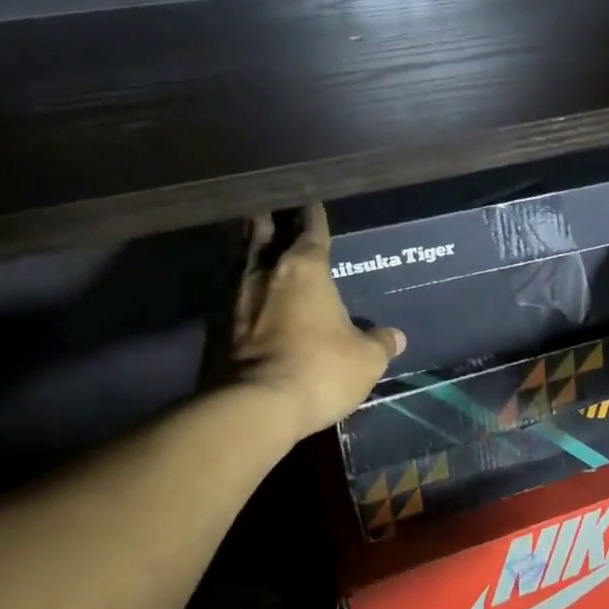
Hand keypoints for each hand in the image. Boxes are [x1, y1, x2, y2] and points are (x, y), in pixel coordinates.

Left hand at [207, 204, 404, 441]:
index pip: (310, 228)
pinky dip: (237, 288)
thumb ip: (380, 342)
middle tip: (273, 211)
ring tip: (256, 245)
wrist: (251, 408)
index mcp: (304, 268)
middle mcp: (264, 272)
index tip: (311, 200)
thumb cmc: (319, 370)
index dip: (313, 214)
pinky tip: (245, 296)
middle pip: (261, 232)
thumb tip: (395, 337)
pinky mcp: (212, 327)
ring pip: (239, 259)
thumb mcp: (366, 360)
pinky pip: (227, 294)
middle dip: (268, 220)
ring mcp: (231, 297)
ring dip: (248, 250)